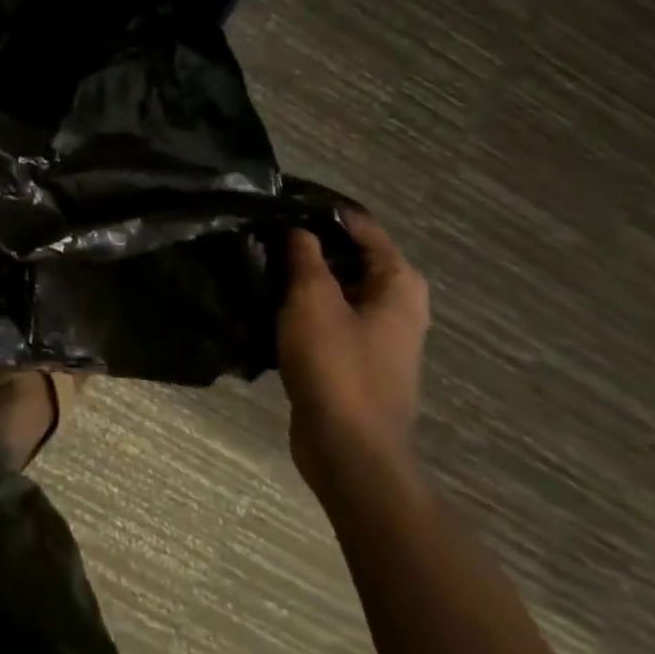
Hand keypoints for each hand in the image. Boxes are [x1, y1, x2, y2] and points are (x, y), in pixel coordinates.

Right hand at [276, 214, 429, 493]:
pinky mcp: (353, 357)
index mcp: (398, 283)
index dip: (318, 210)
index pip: (358, 224)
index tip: (276, 201)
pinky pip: (326, 314)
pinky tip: (265, 297)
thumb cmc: (337, 366)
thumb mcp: (312, 299)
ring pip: (334, 285)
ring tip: (256, 258)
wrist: (349, 452)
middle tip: (260, 229)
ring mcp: (376, 333)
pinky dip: (301, 304)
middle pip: (347, 253)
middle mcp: (395, 303)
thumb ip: (304, 254)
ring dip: (300, 274)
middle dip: (306, 241)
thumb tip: (295, 225)